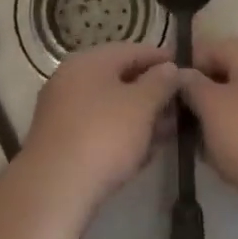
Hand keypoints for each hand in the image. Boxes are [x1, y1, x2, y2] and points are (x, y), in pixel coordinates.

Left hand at [22, 43, 179, 213]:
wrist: (54, 188)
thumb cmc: (103, 136)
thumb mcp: (141, 106)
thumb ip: (160, 83)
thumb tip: (170, 68)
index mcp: (90, 60)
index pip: (132, 50)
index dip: (160, 57)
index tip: (183, 66)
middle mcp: (72, 78)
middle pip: (119, 78)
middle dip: (151, 91)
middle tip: (178, 103)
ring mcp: (63, 110)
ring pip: (109, 106)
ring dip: (139, 116)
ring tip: (167, 130)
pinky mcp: (61, 141)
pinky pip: (98, 128)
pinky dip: (121, 134)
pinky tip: (142, 152)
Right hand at [179, 37, 237, 226]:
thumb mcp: (210, 107)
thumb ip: (191, 84)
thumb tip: (183, 74)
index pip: (212, 47)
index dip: (187, 66)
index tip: (170, 92)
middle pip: (229, 72)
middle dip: (204, 94)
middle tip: (183, 119)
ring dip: (220, 115)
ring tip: (201, 143)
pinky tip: (225, 156)